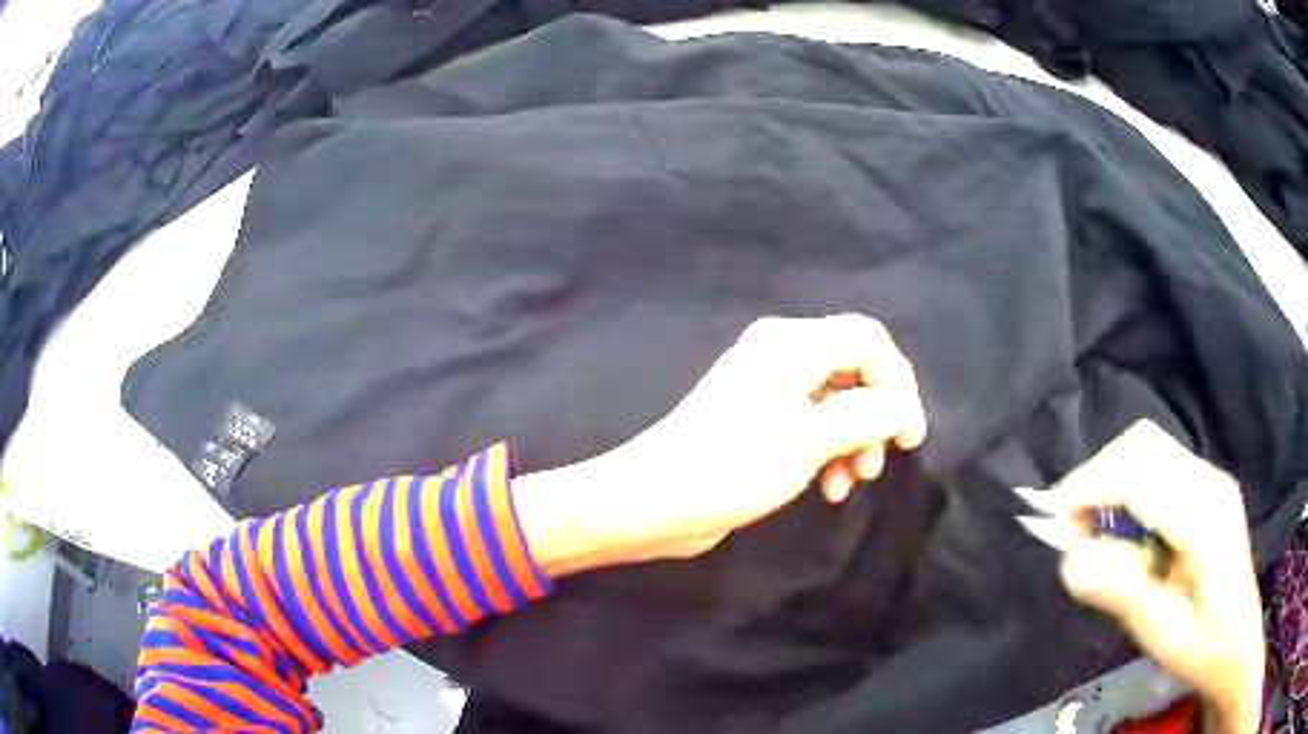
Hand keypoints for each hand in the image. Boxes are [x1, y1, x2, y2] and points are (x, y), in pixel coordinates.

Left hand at [514, 314, 927, 573]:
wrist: (654, 500)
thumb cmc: (733, 465)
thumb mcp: (811, 440)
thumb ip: (868, 415)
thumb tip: (903, 407)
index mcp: (792, 344)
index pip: (869, 340)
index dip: (898, 383)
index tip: (909, 436)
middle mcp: (782, 355)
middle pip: (855, 370)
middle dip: (876, 417)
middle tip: (880, 463)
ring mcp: (768, 388)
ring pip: (837, 402)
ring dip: (855, 440)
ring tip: (852, 482)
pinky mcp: (760, 421)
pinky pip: (812, 424)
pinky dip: (829, 451)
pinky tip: (829, 488)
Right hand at [1032, 421, 1264, 733]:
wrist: (1236, 643)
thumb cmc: (1203, 646)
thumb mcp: (1162, 633)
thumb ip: (1122, 591)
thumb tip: (1070, 560)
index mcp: (1205, 515)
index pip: (1141, 472)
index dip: (1090, 487)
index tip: (1051, 523)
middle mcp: (1208, 482)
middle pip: (1143, 445)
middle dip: (1097, 478)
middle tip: (1070, 531)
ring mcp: (1209, 480)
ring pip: (1148, 450)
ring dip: (1110, 482)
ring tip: (1090, 533)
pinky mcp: (1204, 489)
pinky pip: (1157, 468)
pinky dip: (1126, 489)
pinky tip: (1121, 533)